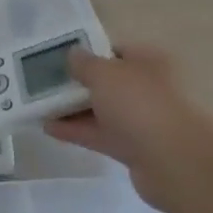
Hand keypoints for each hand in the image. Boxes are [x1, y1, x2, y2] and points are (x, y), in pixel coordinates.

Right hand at [45, 45, 212, 212]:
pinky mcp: (133, 148)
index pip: (114, 51)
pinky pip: (99, 134)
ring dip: (72, 109)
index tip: (58, 58)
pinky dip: (76, 131)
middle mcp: (147, 87)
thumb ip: (84, 63)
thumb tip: (73, 55)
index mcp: (147, 62)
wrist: (174, 161)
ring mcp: (141, 120)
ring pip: (101, 110)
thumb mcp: (104, 73)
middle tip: (43, 82)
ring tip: (38, 106)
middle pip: (106, 82)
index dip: (87, 53)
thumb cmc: (140, 105)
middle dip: (76, 83)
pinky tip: (48, 128)